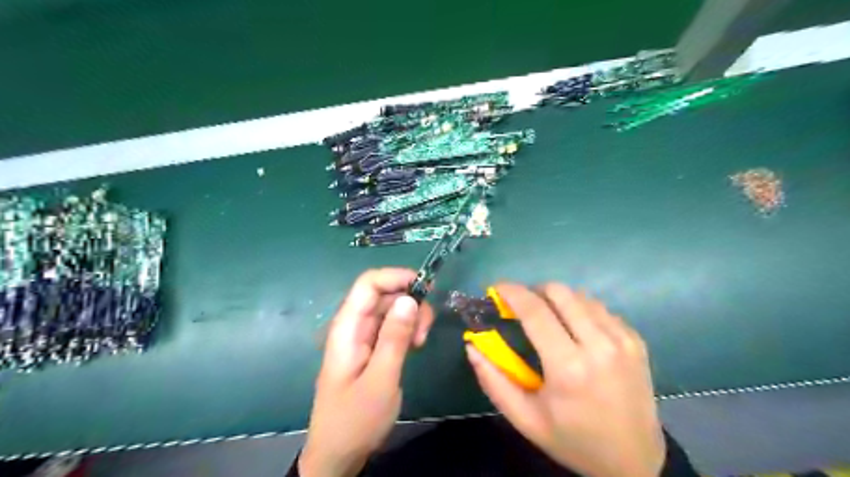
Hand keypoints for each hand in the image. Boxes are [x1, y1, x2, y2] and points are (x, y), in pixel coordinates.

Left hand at [298, 269, 434, 475]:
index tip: (425, 289)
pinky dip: (407, 329)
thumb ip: (394, 338)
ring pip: (391, 309)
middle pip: (384, 294)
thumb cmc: (355, 419)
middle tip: (424, 330)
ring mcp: (362, 337)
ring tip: (420, 342)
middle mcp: (354, 326)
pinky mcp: (372, 348)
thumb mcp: (380, 379)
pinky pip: (392, 326)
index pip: (368, 284)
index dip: (396, 277)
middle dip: (409, 302)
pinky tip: (415, 345)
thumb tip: (410, 299)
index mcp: (347, 327)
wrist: (338, 453)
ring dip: (411, 317)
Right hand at [469, 283, 659, 476]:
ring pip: (581, 296)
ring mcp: (622, 340)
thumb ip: (493, 381)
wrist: (635, 460)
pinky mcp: (636, 340)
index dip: (512, 292)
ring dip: (558, 300)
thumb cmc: (573, 440)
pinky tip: (576, 332)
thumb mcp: (525, 419)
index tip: (497, 288)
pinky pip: (600, 308)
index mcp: (568, 368)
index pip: (535, 311)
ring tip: (550, 320)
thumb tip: (472, 346)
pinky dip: (581, 311)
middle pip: (560, 292)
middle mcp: (599, 346)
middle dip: (534, 291)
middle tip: (523, 307)